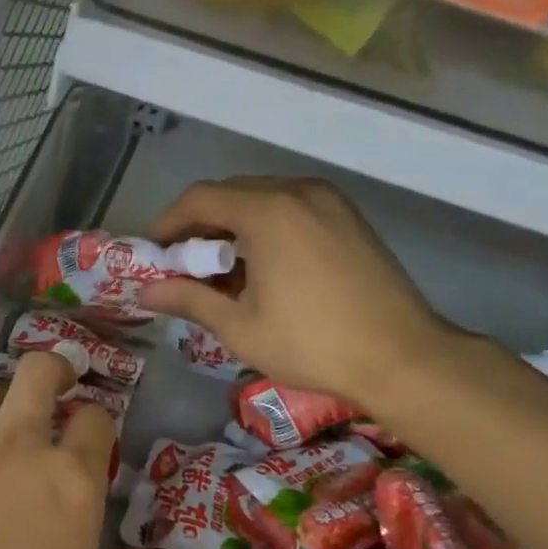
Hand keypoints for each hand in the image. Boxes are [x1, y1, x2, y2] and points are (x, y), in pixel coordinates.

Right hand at [139, 176, 451, 404]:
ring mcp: (329, 201)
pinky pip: (292, 209)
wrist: (402, 356)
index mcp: (267, 211)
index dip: (168, 223)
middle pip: (231, 194)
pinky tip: (263, 268)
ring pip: (263, 200)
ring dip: (233, 228)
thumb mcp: (240, 327)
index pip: (200, 199)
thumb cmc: (312, 343)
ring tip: (222, 272)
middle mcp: (297, 191)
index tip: (153, 253)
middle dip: (200, 227)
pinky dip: (266, 229)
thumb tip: (145, 293)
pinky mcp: (349, 217)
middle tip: (184, 267)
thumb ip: (189, 300)